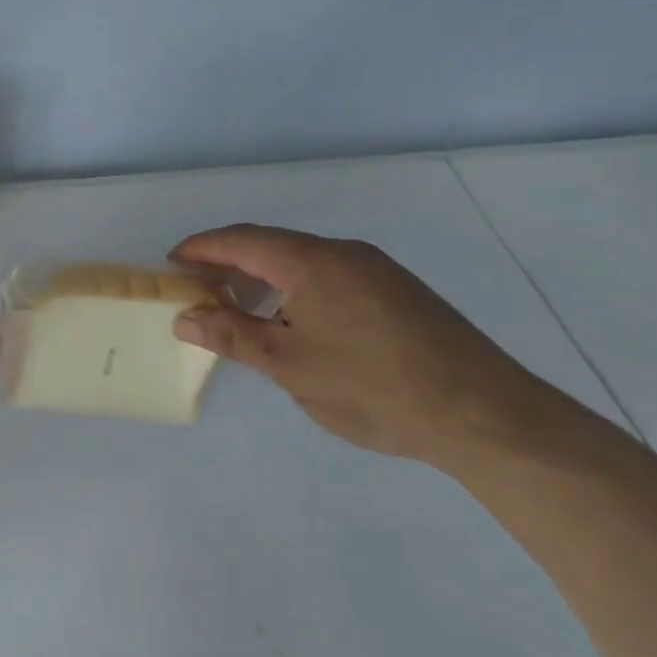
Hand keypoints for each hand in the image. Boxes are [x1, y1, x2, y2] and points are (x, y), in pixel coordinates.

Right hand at [169, 225, 547, 468]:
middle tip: (197, 290)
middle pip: (270, 245)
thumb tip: (185, 317)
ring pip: (301, 260)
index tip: (171, 264)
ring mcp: (376, 270)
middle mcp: (343, 253)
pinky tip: (291, 321)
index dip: (200, 249)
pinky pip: (328, 275)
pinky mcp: (397, 292)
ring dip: (262, 277)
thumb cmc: (372, 387)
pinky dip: (294, 288)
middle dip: (228, 263)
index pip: (240, 240)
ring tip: (238, 309)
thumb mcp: (289, 366)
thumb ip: (232, 336)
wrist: (485, 415)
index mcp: (311, 261)